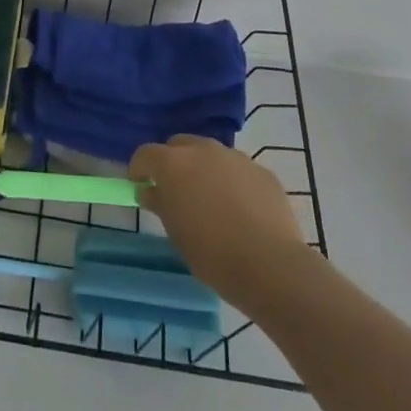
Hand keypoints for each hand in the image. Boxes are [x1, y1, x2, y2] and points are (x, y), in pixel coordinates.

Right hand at [130, 135, 306, 301]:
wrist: (270, 265)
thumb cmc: (212, 253)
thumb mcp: (175, 233)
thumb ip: (160, 203)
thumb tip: (149, 191)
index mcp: (173, 163)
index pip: (145, 154)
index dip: (139, 169)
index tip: (141, 186)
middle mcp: (203, 149)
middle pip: (178, 145)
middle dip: (172, 163)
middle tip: (175, 192)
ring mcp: (235, 157)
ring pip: (210, 154)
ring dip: (203, 169)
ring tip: (211, 201)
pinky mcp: (261, 170)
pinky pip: (237, 170)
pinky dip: (232, 182)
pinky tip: (241, 210)